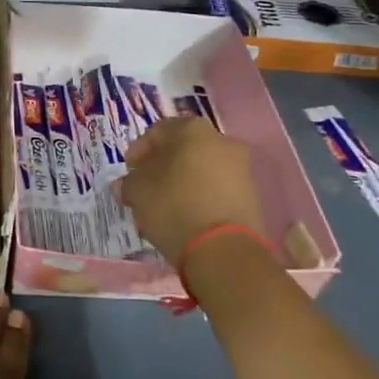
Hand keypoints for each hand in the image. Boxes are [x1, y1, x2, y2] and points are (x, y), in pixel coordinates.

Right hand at [117, 116, 266, 263]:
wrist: (224, 249)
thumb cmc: (174, 206)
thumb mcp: (137, 191)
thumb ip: (129, 182)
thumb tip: (126, 184)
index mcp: (192, 130)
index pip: (158, 131)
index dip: (139, 151)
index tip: (128, 171)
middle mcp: (221, 141)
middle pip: (182, 151)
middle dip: (161, 169)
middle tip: (144, 189)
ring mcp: (241, 169)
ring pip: (200, 172)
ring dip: (180, 185)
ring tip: (163, 209)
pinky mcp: (251, 197)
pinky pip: (216, 191)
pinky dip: (199, 200)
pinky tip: (184, 219)